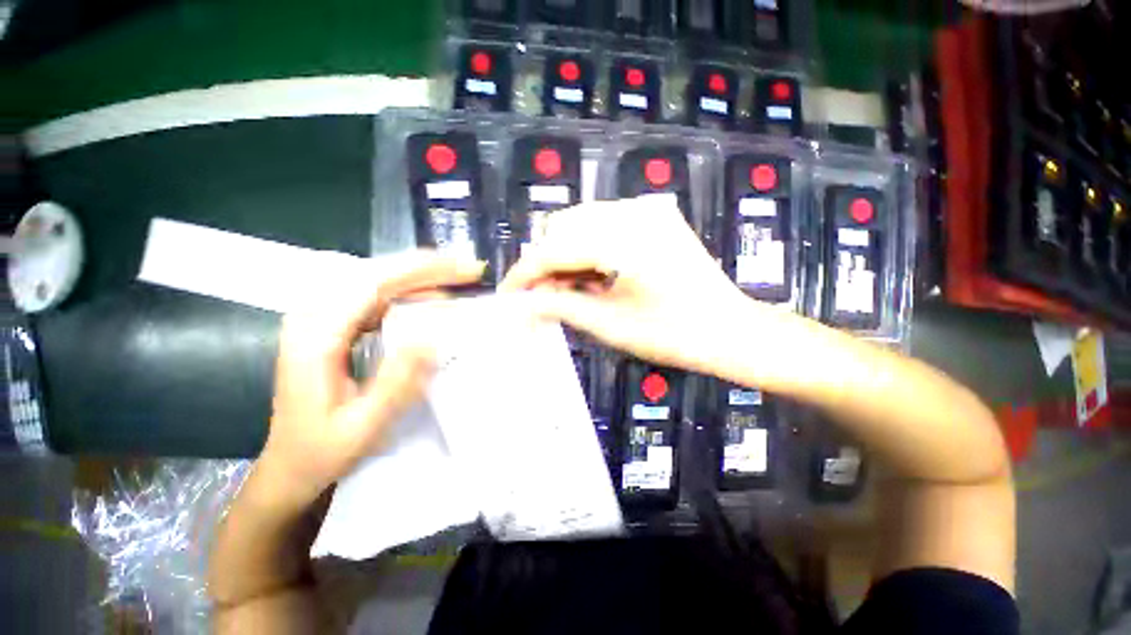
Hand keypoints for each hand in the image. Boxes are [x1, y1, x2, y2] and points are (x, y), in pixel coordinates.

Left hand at [260, 251, 485, 508]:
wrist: (288, 466)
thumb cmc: (322, 451)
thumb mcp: (363, 425)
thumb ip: (397, 381)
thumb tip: (433, 337)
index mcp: (315, 337)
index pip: (371, 283)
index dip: (420, 271)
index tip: (461, 269)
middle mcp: (312, 317)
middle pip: (374, 274)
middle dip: (426, 268)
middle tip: (469, 270)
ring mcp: (320, 319)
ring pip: (376, 281)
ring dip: (420, 278)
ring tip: (458, 279)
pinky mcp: (332, 326)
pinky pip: (374, 297)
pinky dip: (408, 293)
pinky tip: (431, 299)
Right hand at [501, 195, 769, 373]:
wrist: (731, 331)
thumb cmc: (673, 336)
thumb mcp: (610, 325)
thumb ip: (560, 307)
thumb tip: (522, 303)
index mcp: (623, 240)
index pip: (554, 250)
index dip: (525, 273)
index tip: (507, 295)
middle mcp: (633, 211)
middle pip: (563, 227)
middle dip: (546, 263)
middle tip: (542, 298)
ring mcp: (647, 209)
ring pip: (581, 223)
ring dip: (566, 256)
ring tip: (569, 292)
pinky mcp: (655, 216)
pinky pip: (604, 225)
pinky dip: (588, 249)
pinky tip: (593, 277)